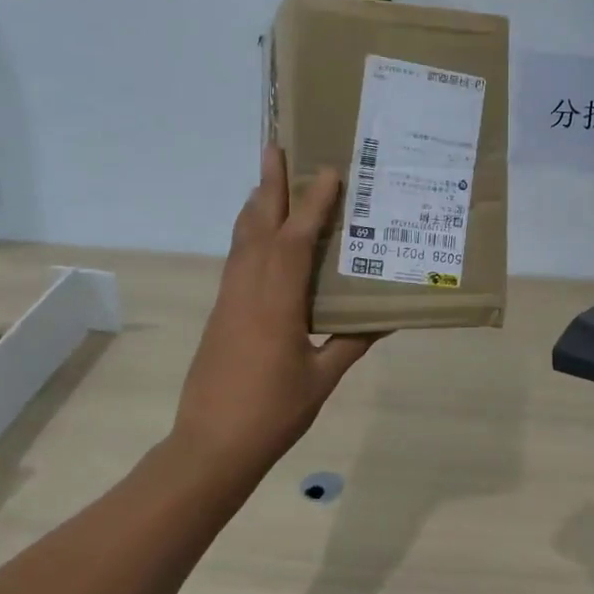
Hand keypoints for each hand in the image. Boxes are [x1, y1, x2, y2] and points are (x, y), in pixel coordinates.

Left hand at [171, 147, 378, 480]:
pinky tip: (260, 235)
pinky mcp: (222, 313)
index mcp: (276, 305)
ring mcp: (229, 301)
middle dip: (269, 185)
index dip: (311, 204)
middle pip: (258, 227)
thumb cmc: (272, 414)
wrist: (210, 447)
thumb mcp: (321, 379)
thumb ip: (351, 342)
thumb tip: (384, 317)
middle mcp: (248, 292)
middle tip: (275, 146)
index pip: (293, 241)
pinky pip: (237, 261)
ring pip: (242, 241)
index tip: (326, 170)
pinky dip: (250, 235)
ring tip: (269, 178)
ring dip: (257, 206)